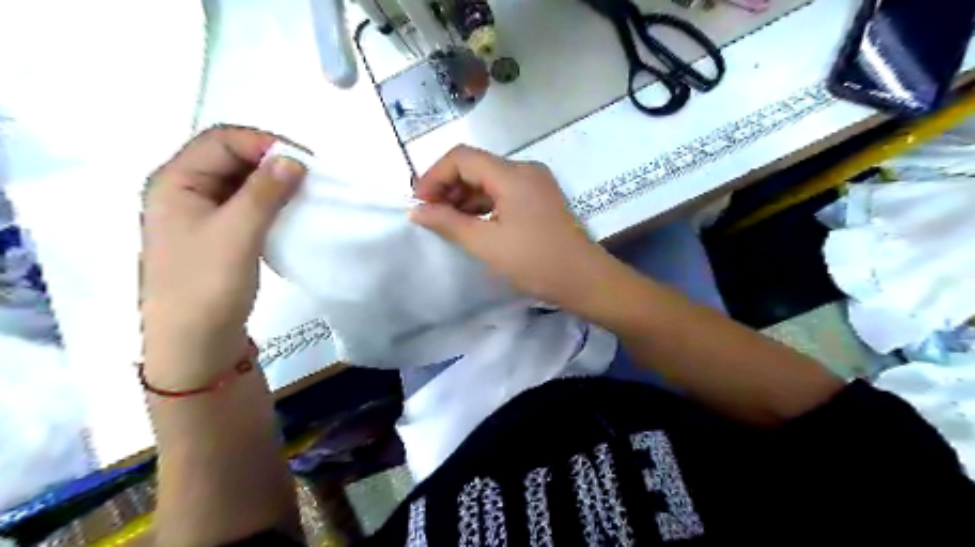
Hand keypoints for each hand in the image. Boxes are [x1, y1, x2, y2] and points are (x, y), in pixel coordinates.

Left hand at [141, 125, 304, 388]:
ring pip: (241, 182)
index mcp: (175, 181)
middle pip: (230, 157)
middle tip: (309, 177)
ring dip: (273, 182)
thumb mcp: (237, 234)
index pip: (221, 140)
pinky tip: (290, 212)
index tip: (305, 162)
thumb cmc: (207, 285)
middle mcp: (184, 190)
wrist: (195, 342)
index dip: (264, 143)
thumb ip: (264, 192)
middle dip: (271, 161)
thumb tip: (294, 158)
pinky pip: (246, 204)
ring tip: (305, 193)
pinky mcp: (219, 234)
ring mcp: (201, 213)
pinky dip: (270, 202)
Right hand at [408, 145, 620, 309]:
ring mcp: (535, 183)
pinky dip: (483, 204)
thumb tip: (417, 210)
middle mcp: (525, 169)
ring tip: (446, 222)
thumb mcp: (486, 243)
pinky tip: (471, 223)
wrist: (585, 281)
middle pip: (475, 165)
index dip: (434, 176)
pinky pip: (504, 192)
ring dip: (464, 197)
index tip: (419, 203)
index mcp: (512, 174)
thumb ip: (448, 223)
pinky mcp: (540, 199)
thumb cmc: (535, 262)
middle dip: (448, 187)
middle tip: (430, 215)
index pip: (461, 157)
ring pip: (489, 179)